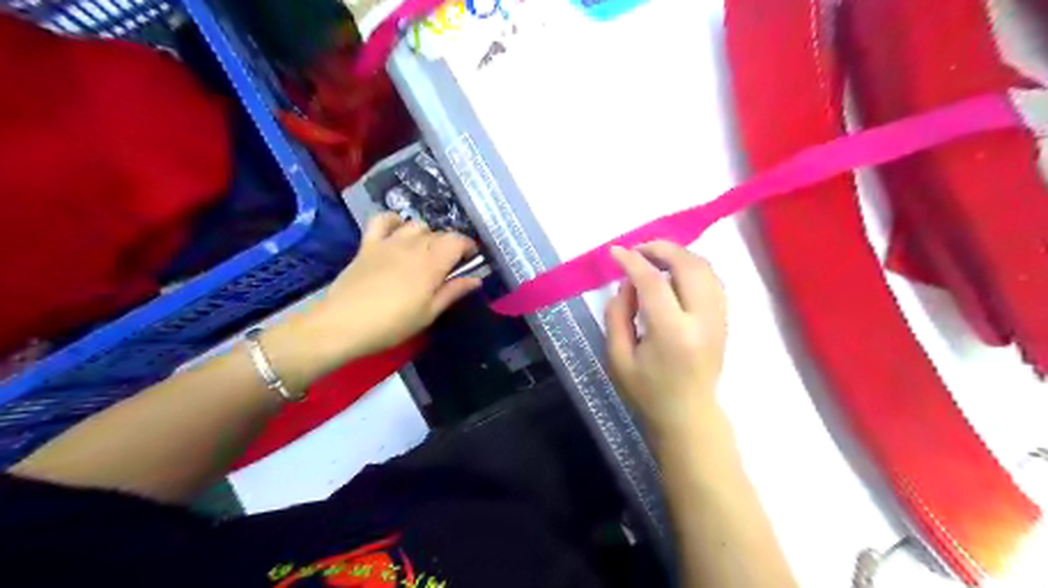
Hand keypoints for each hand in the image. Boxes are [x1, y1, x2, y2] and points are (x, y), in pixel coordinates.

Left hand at [266, 213, 484, 388]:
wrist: (344, 324)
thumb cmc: (392, 324)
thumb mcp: (429, 313)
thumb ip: (453, 292)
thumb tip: (476, 279)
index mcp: (432, 264)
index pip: (458, 241)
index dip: (469, 246)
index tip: (471, 259)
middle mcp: (413, 246)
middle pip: (439, 233)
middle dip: (449, 245)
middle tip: (448, 266)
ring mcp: (389, 242)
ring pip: (416, 225)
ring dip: (426, 235)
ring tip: (425, 252)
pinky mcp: (368, 244)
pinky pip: (383, 219)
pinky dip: (394, 221)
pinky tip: (398, 232)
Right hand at [606, 241, 730, 438]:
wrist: (688, 415)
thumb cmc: (647, 391)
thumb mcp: (617, 358)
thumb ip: (617, 315)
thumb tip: (627, 283)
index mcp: (672, 334)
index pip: (654, 283)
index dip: (633, 262)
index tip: (615, 252)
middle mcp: (702, 321)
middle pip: (688, 266)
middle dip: (661, 248)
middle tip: (638, 249)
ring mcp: (719, 319)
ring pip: (705, 268)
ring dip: (679, 254)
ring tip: (654, 257)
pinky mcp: (724, 319)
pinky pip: (713, 280)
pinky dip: (693, 267)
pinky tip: (675, 271)